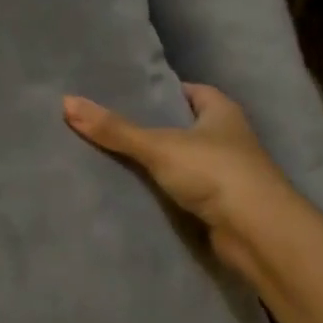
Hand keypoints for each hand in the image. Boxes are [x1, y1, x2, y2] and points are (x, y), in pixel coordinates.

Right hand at [63, 84, 293, 277]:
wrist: (256, 231)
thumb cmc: (214, 173)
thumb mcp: (158, 146)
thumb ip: (115, 130)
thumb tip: (66, 102)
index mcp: (221, 111)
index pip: (189, 91)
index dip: (161, 92)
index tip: (127, 96)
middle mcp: (227, 138)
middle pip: (184, 126)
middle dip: (154, 128)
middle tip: (110, 127)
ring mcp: (225, 173)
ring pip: (183, 161)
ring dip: (159, 163)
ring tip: (113, 158)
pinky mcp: (219, 204)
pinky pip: (184, 190)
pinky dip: (164, 191)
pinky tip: (136, 192)